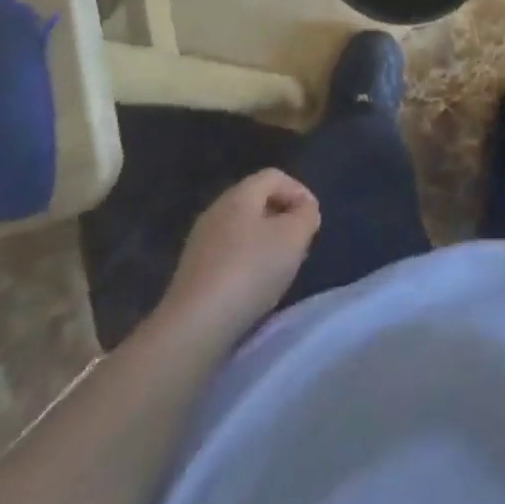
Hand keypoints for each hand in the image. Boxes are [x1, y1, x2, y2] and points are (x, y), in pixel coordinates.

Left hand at [155, 170, 319, 341]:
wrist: (194, 327)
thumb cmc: (250, 271)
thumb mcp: (294, 237)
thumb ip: (306, 215)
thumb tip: (304, 210)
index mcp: (239, 195)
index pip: (275, 176)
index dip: (299, 192)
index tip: (312, 220)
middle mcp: (216, 211)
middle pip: (257, 202)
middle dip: (283, 219)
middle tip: (300, 245)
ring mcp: (200, 243)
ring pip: (243, 231)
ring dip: (266, 244)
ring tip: (281, 270)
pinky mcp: (192, 274)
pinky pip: (228, 256)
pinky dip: (247, 265)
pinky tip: (254, 289)